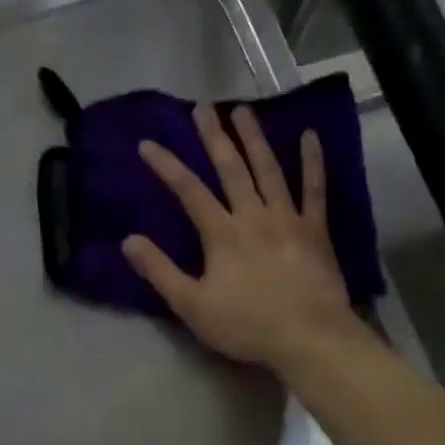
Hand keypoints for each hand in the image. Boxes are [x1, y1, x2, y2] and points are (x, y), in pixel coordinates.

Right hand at [124, 103, 361, 371]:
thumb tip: (129, 241)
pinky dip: (312, 162)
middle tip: (203, 107)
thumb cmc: (246, 325)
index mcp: (222, 234)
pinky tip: (309, 136)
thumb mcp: (191, 305)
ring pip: (269, 170)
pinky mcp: (315, 230)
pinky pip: (314, 189)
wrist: (309, 337)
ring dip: (254, 138)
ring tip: (243, 111)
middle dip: (214, 137)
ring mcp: (288, 219)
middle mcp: (254, 216)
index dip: (167, 166)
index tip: (148, 143)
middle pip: (231, 169)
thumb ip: (160, 271)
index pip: (189, 191)